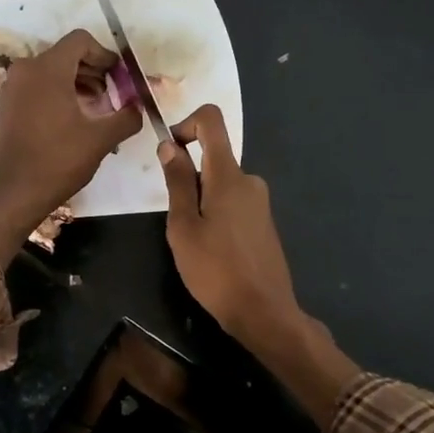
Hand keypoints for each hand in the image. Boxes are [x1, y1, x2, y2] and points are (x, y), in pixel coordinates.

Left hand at [0, 29, 141, 264]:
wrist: (14, 192)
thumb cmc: (59, 160)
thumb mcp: (101, 139)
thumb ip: (126, 117)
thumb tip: (139, 107)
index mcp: (47, 69)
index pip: (81, 41)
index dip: (105, 55)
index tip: (119, 78)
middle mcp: (26, 69)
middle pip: (66, 55)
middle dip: (93, 71)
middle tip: (112, 95)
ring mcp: (13, 87)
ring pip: (52, 71)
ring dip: (77, 83)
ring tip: (96, 109)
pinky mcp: (8, 105)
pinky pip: (38, 86)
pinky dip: (59, 93)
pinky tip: (74, 119)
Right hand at [159, 105, 357, 428]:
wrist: (264, 311)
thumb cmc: (215, 269)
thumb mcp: (183, 226)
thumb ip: (177, 182)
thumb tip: (169, 145)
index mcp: (228, 175)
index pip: (212, 121)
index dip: (186, 124)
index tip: (170, 153)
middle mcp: (249, 180)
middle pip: (213, 157)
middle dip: (188, 177)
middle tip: (176, 219)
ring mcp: (260, 202)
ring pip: (221, 184)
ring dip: (200, 201)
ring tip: (193, 242)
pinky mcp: (263, 222)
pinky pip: (233, 203)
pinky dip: (215, 214)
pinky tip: (212, 251)